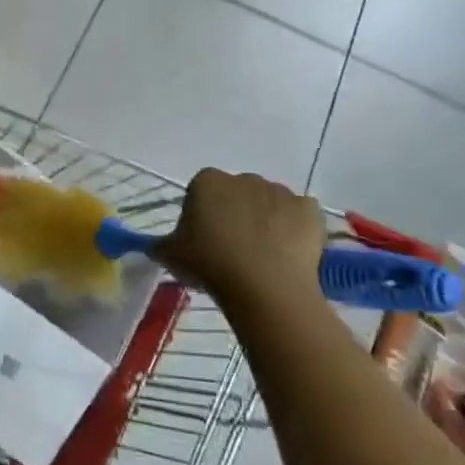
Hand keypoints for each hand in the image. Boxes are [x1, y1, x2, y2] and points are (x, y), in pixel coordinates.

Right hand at [158, 168, 325, 307]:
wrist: (264, 287)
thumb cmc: (210, 264)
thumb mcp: (171, 255)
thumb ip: (160, 244)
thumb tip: (155, 245)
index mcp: (207, 181)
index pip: (201, 192)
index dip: (203, 216)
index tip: (204, 242)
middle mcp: (243, 178)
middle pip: (237, 194)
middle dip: (236, 214)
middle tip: (233, 250)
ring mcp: (280, 191)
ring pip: (269, 203)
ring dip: (266, 220)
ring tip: (264, 256)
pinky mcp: (309, 209)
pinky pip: (300, 215)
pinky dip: (296, 229)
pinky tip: (289, 253)